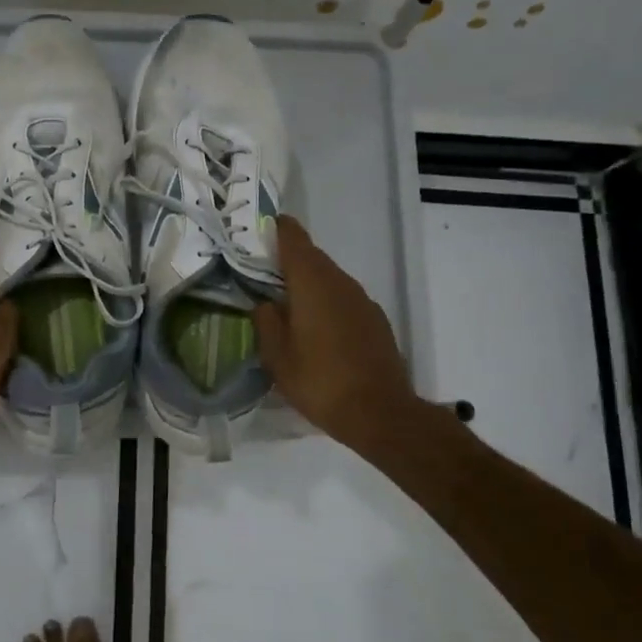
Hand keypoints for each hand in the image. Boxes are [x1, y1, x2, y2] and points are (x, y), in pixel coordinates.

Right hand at [252, 215, 421, 453]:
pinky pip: (344, 299)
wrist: (380, 413)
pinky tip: (317, 329)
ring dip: (309, 284)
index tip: (261, 228)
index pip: (294, 239)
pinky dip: (327, 303)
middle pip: (312, 258)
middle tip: (264, 272)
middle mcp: (340, 283)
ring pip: (330, 279)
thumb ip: (266, 323)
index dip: (277, 229)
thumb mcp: (277, 358)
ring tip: (288, 304)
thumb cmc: (320, 382)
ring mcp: (362, 301)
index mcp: (312, 283)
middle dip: (289, 260)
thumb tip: (265, 304)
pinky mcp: (375, 320)